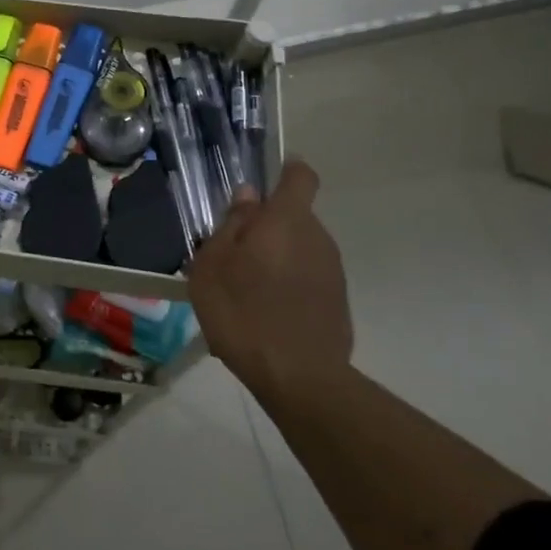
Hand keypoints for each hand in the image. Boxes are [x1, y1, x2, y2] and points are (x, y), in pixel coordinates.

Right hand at [188, 159, 353, 401]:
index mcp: (286, 221)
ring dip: (276, 257)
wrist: (299, 377)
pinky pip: (308, 276)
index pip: (300, 177)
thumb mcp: (213, 266)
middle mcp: (317, 237)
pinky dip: (288, 284)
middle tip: (233, 254)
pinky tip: (265, 313)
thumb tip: (247, 196)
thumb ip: (231, 226)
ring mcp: (332, 270)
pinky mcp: (337, 300)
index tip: (266, 181)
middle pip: (294, 216)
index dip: (286, 172)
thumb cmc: (243, 313)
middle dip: (267, 227)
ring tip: (245, 289)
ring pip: (300, 248)